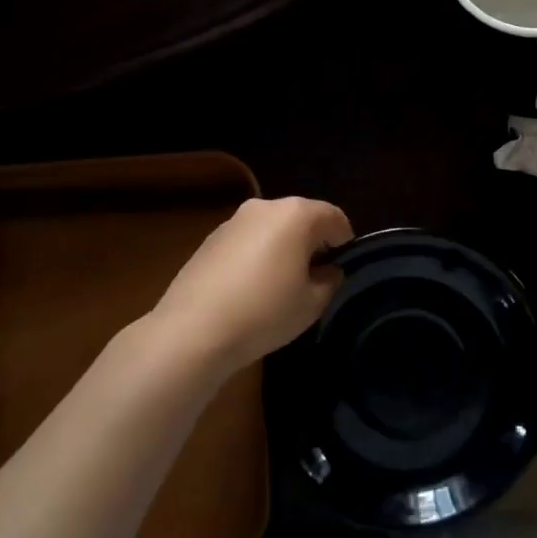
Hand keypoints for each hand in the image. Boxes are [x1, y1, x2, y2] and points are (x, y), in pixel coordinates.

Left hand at [150, 196, 353, 371]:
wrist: (193, 330)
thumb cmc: (264, 312)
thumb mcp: (312, 303)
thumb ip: (329, 280)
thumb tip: (327, 270)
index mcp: (297, 214)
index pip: (334, 218)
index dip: (344, 241)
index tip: (341, 267)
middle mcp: (266, 207)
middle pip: (302, 217)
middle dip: (313, 241)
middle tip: (315, 275)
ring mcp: (234, 220)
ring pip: (272, 228)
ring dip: (283, 246)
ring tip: (281, 283)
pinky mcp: (211, 238)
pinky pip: (248, 240)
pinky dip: (257, 254)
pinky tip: (251, 287)